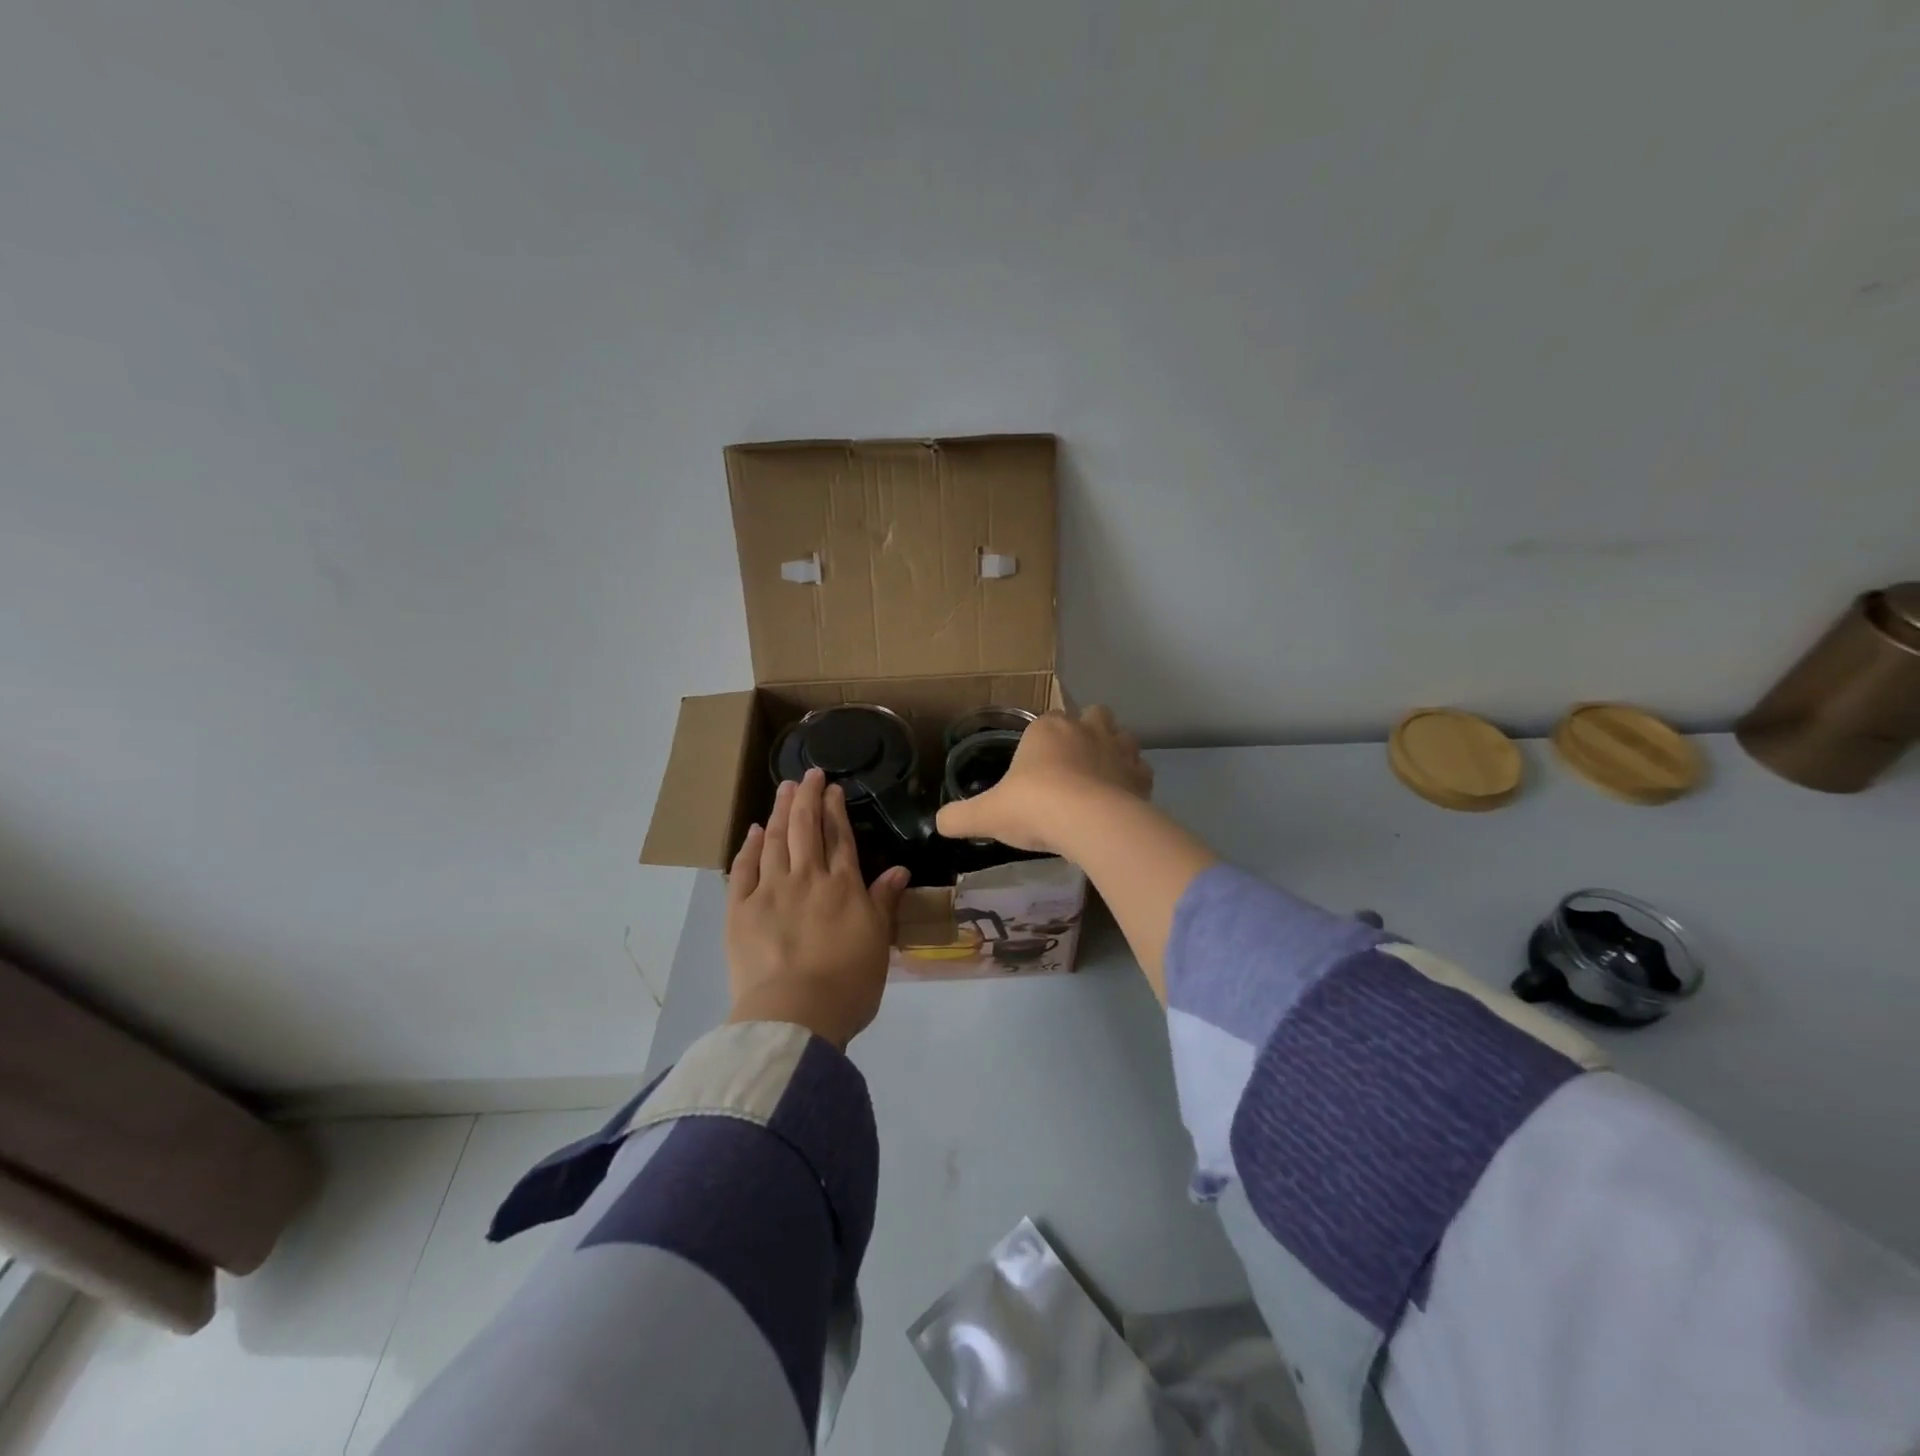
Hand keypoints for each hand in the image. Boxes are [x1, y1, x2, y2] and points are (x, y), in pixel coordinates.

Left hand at [726, 768, 910, 1047]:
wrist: (794, 1015)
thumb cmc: (848, 983)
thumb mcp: (878, 942)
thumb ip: (884, 901)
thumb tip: (899, 868)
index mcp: (842, 886)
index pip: (840, 838)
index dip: (836, 810)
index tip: (833, 788)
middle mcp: (806, 878)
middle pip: (806, 828)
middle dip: (808, 797)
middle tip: (809, 774)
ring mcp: (770, 891)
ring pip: (775, 840)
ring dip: (780, 811)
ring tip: (784, 788)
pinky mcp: (739, 910)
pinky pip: (743, 869)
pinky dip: (750, 847)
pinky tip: (754, 831)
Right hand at [934, 706, 1152, 854]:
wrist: (1090, 823)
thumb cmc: (1034, 806)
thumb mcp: (987, 815)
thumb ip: (961, 817)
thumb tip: (939, 823)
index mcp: (1047, 728)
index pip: (1045, 720)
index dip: (1041, 740)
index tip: (1035, 768)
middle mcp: (1086, 729)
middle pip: (1092, 715)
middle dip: (1085, 732)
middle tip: (1072, 766)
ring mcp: (1119, 749)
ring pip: (1122, 736)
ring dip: (1113, 751)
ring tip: (1099, 780)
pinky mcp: (1142, 776)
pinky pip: (1140, 770)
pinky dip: (1132, 781)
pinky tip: (1120, 801)